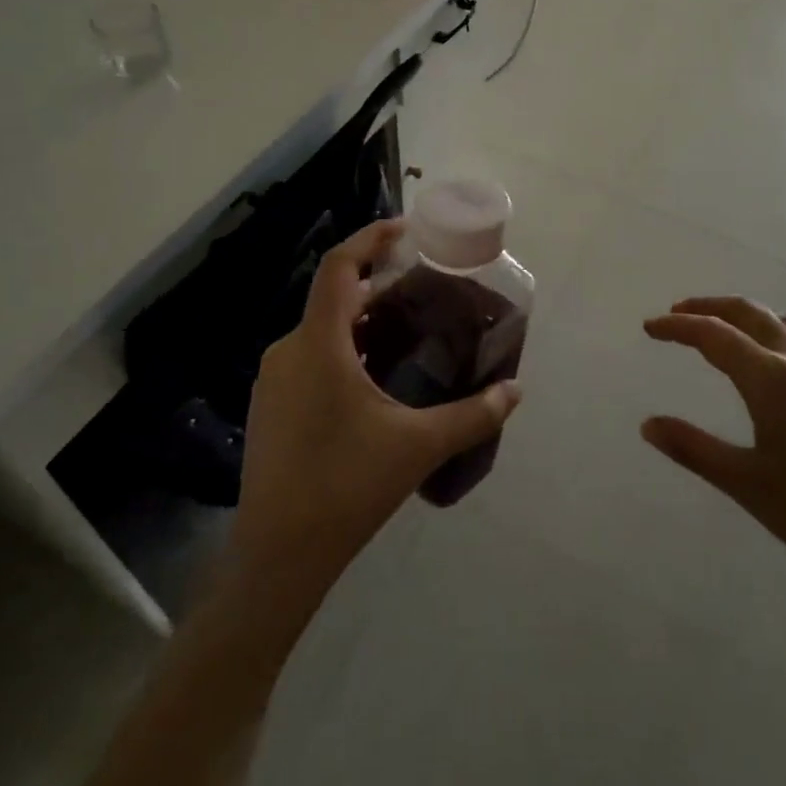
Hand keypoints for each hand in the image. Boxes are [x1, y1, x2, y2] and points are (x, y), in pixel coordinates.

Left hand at [230, 220, 521, 590]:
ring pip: (320, 329)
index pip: (339, 267)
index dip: (370, 238)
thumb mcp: (419, 446)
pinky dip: (342, 348)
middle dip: (376, 284)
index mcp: (319, 345)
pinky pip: (309, 357)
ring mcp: (273, 380)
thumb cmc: (347, 486)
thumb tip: (516, 391)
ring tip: (404, 330)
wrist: (277, 555)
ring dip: (360, 320)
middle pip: (333, 296)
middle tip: (421, 288)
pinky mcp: (269, 407)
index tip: (406, 230)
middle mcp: (289, 351)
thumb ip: (473, 415)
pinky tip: (372, 378)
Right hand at [642, 297, 785, 616]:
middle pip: (751, 313)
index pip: (715, 335)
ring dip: (749, 318)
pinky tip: (784, 371)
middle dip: (710, 307)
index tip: (650, 326)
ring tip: (726, 332)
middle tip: (679, 312)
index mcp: (774, 379)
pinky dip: (783, 338)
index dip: (678, 326)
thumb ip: (693, 449)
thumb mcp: (747, 484)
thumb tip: (648, 425)